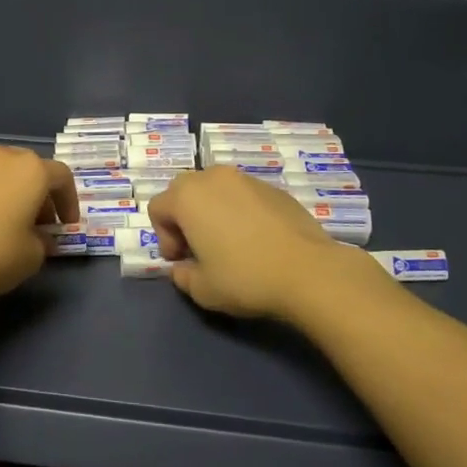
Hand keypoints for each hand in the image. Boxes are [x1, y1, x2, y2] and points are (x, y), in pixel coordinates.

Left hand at [0, 146, 78, 300]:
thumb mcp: (32, 256)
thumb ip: (44, 243)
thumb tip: (40, 238)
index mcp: (30, 170)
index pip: (62, 177)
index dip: (70, 202)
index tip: (66, 227)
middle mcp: (2, 157)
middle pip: (31, 170)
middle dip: (41, 197)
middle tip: (40, 226)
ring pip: (3, 175)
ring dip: (13, 195)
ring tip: (9, 227)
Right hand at [148, 167, 361, 320]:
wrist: (309, 271)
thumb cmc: (245, 277)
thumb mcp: (201, 289)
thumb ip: (182, 275)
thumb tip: (184, 267)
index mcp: (187, 196)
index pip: (158, 208)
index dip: (164, 237)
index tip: (182, 261)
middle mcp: (213, 177)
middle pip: (184, 192)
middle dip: (185, 219)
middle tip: (200, 250)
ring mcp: (246, 179)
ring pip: (216, 191)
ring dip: (213, 212)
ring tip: (231, 244)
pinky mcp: (274, 188)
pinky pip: (244, 196)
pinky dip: (241, 212)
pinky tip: (258, 241)